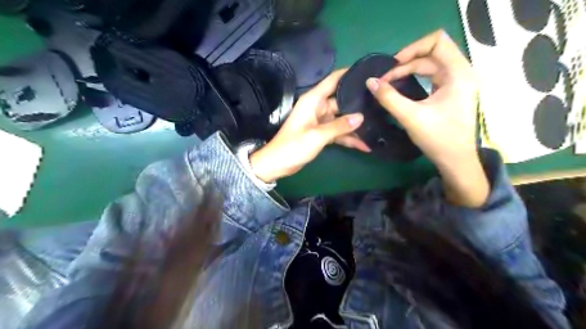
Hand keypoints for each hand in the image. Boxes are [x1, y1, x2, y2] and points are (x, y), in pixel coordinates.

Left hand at [250, 68, 369, 182]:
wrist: (278, 164)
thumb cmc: (294, 146)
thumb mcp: (318, 135)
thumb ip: (340, 126)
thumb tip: (361, 117)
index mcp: (314, 100)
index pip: (333, 80)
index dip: (349, 74)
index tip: (368, 71)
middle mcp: (318, 107)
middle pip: (342, 101)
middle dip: (359, 104)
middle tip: (381, 103)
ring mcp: (321, 121)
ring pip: (342, 119)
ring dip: (356, 125)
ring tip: (379, 125)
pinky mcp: (322, 133)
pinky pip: (339, 132)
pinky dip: (349, 138)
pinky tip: (365, 145)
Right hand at [368, 29, 488, 205]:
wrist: (456, 160)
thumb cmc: (438, 138)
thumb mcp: (410, 116)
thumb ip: (388, 97)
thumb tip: (370, 82)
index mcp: (458, 73)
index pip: (436, 41)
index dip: (412, 48)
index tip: (393, 65)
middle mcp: (461, 72)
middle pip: (431, 53)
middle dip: (405, 63)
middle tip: (385, 79)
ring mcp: (457, 82)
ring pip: (430, 65)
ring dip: (408, 71)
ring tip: (389, 82)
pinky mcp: (451, 92)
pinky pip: (431, 76)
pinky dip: (415, 78)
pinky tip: (402, 86)